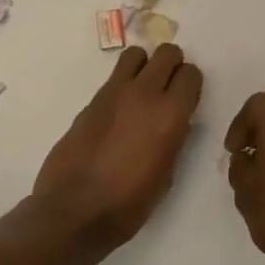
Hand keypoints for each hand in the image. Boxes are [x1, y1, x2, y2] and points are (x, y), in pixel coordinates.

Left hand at [32, 44, 203, 247]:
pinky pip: (114, 77)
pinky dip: (122, 84)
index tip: (187, 98)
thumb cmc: (128, 204)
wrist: (73, 212)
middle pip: (167, 53)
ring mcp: (115, 93)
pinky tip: (119, 111)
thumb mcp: (166, 175)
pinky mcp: (91, 100)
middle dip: (172, 65)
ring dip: (144, 66)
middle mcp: (145, 94)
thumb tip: (176, 123)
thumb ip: (174, 139)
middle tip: (168, 86)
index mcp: (170, 115)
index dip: (191, 84)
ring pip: (136, 54)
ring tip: (142, 90)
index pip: (191, 74)